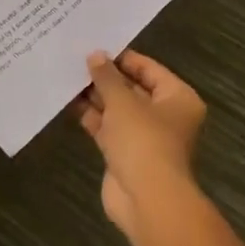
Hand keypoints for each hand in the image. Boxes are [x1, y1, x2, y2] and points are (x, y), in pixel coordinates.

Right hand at [75, 50, 206, 244]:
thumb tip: (95, 55)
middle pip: (132, 88)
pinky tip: (68, 101)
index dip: (122, 57)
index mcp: (177, 98)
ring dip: (95, 96)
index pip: (149, 68)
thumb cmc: (143, 140)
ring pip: (118, 109)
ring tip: (67, 75)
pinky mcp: (125, 154)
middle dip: (106, 77)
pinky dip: (91, 116)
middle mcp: (165, 115)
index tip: (94, 46)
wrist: (147, 200)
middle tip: (76, 58)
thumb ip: (106, 77)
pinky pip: (107, 128)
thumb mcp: (122, 101)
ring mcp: (144, 136)